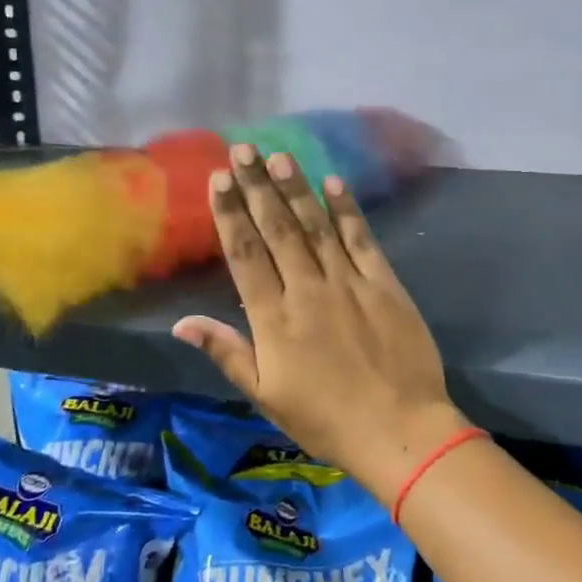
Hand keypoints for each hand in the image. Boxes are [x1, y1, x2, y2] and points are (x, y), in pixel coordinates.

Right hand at [173, 144, 463, 495]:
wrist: (400, 431)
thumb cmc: (326, 420)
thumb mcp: (266, 396)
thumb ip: (226, 353)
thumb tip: (181, 323)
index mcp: (274, 319)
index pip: (245, 255)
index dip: (230, 214)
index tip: (218, 179)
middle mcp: (307, 290)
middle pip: (277, 229)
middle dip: (257, 187)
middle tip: (243, 149)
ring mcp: (349, 283)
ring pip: (316, 226)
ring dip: (296, 189)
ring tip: (279, 156)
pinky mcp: (384, 284)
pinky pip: (362, 240)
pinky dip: (347, 210)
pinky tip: (334, 183)